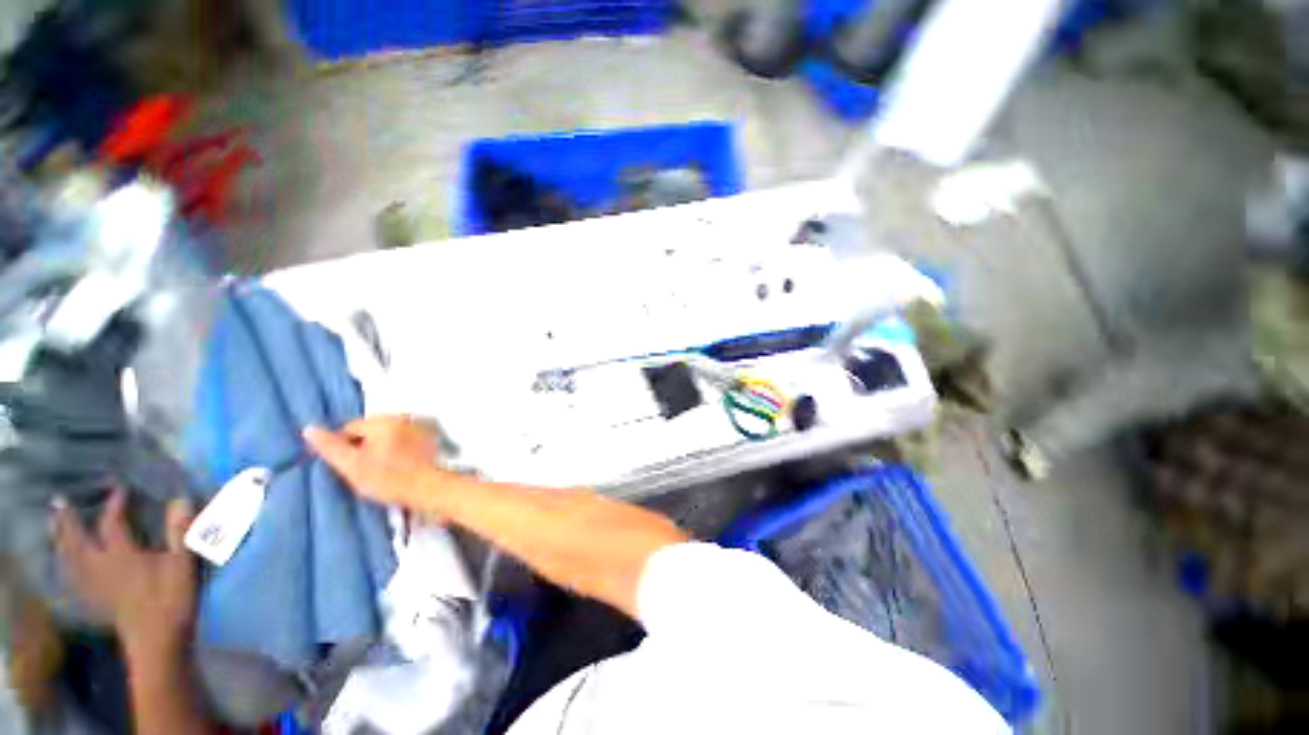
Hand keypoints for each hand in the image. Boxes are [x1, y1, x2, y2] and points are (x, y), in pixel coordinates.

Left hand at [51, 489, 195, 654]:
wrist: (157, 642)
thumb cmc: (172, 599)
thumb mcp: (183, 565)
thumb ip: (180, 532)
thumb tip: (180, 498)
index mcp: (122, 555)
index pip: (112, 523)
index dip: (115, 504)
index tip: (120, 490)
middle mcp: (101, 566)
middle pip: (77, 540)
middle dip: (68, 521)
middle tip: (59, 503)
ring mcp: (95, 585)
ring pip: (69, 559)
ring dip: (60, 540)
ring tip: (54, 526)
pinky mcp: (96, 599)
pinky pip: (73, 578)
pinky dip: (65, 566)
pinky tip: (65, 564)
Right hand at [304, 416, 443, 508]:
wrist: (430, 487)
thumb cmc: (389, 478)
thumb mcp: (352, 466)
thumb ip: (330, 447)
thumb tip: (308, 429)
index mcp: (383, 420)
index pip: (350, 428)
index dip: (342, 448)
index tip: (346, 467)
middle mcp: (402, 418)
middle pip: (369, 431)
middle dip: (362, 447)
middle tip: (362, 471)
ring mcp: (418, 427)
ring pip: (386, 437)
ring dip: (379, 449)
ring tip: (379, 471)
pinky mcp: (429, 439)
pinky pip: (403, 441)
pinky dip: (396, 451)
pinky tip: (397, 467)